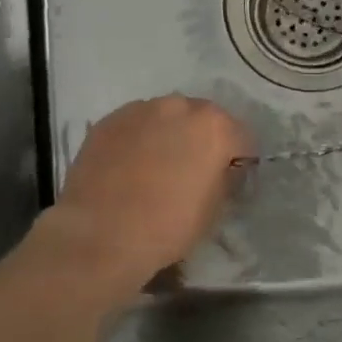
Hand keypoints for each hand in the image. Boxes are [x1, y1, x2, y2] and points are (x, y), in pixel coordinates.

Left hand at [40, 96, 250, 290]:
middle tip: (191, 170)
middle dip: (202, 139)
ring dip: (169, 134)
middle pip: (202, 118)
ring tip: (156, 166)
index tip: (229, 178)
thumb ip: (224, 178)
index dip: (238, 159)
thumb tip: (221, 170)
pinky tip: (129, 166)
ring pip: (166, 117)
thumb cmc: (167, 227)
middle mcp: (179, 106)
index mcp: (214, 127)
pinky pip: (135, 125)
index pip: (241, 137)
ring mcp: (140, 109)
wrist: (100, 235)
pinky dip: (139, 138)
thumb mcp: (214, 209)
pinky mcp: (109, 120)